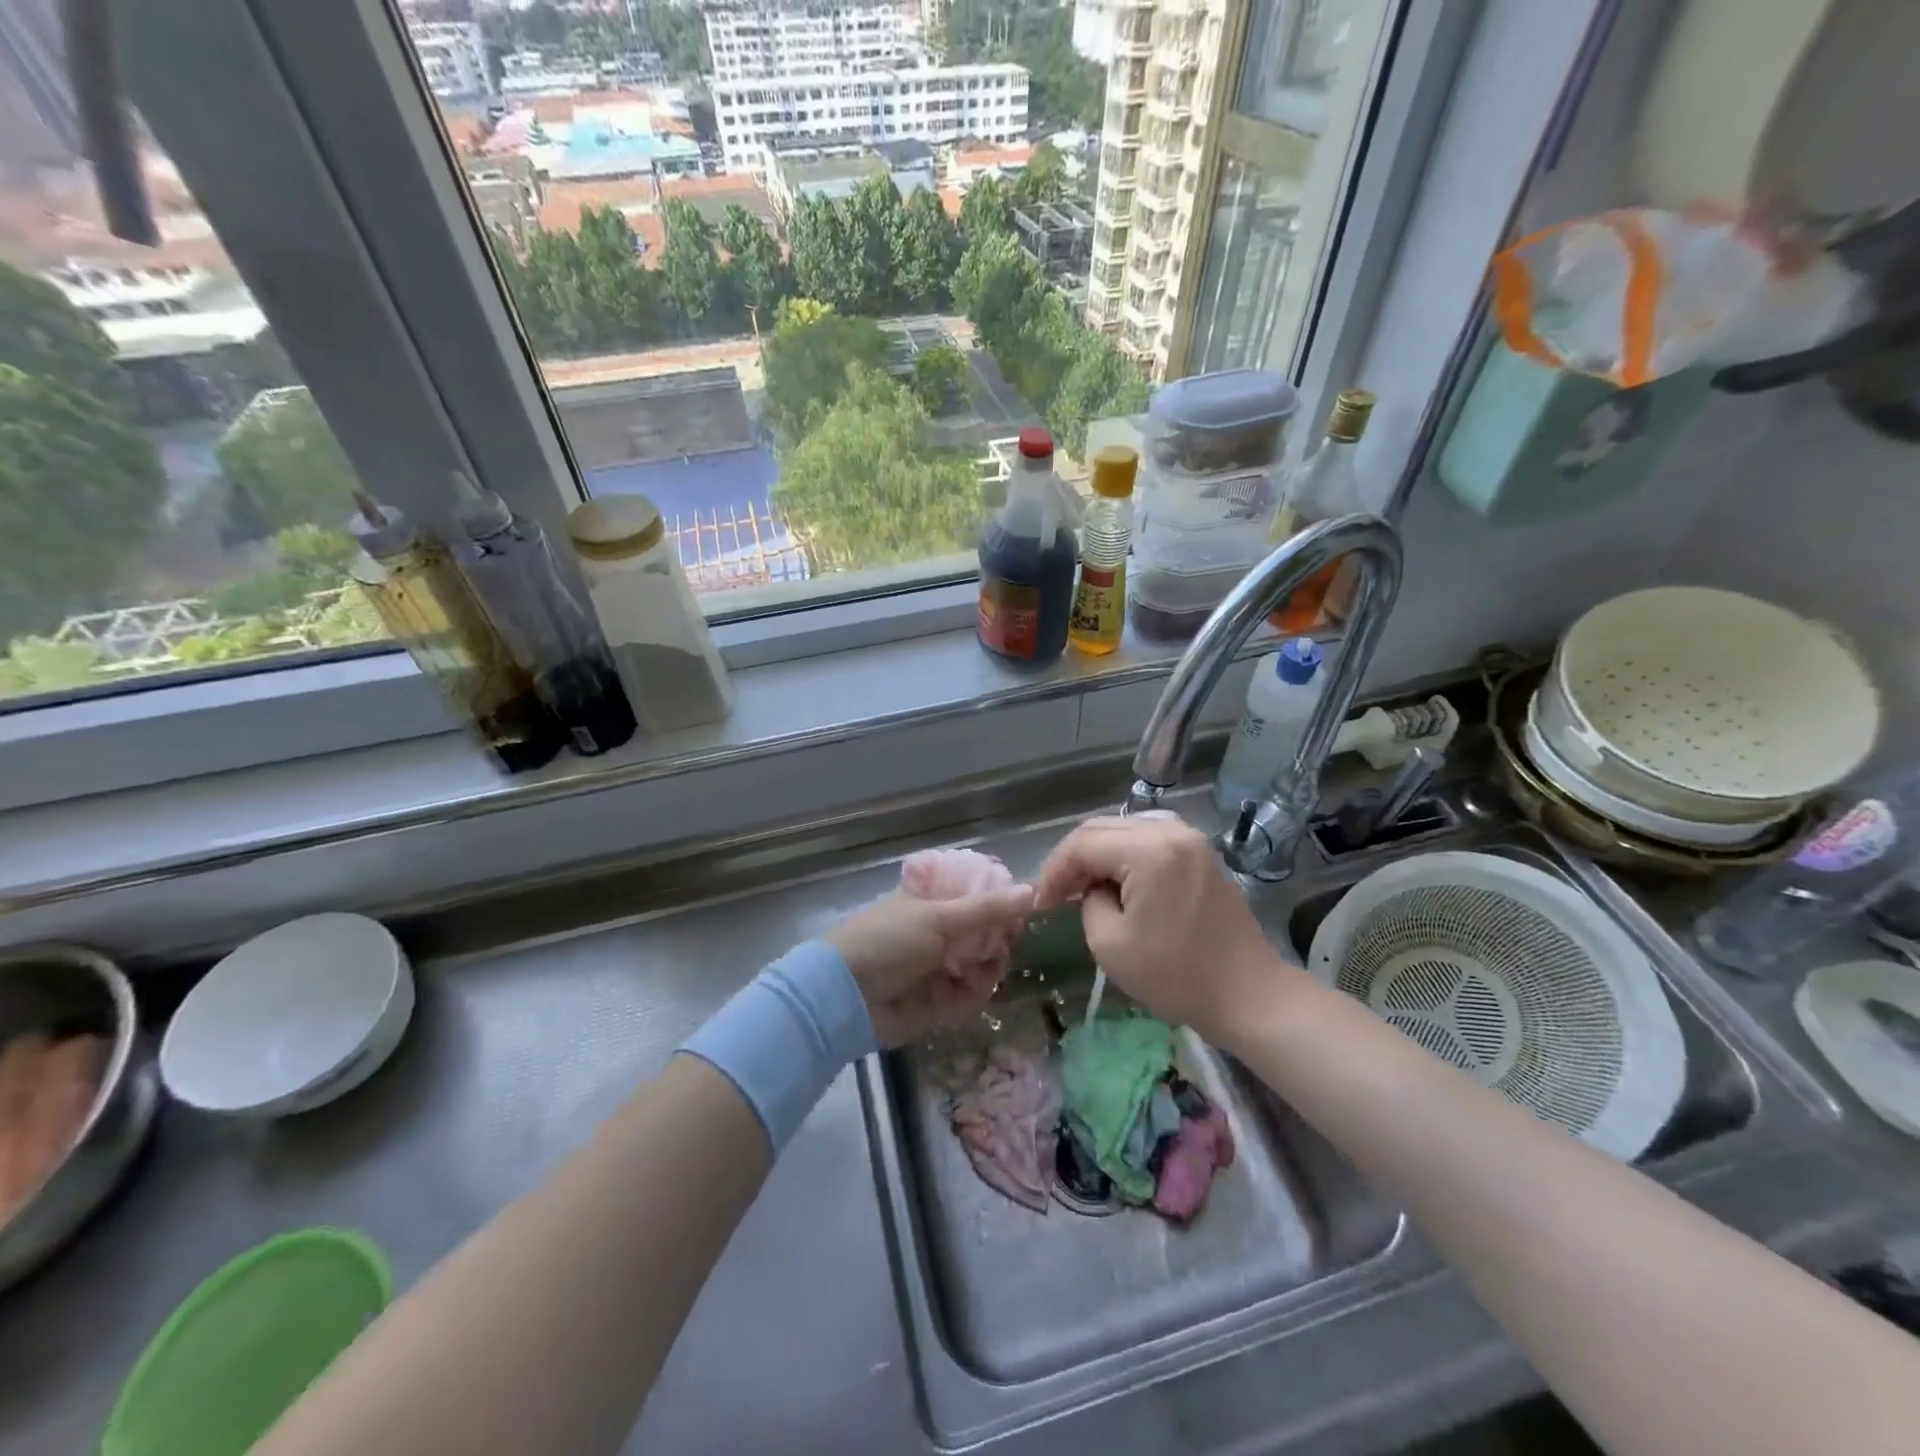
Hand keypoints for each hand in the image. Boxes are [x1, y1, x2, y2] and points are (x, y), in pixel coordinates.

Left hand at [828, 884, 1034, 1046]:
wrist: (847, 998)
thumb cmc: (889, 942)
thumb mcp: (939, 918)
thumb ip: (987, 908)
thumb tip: (1032, 890)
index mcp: (932, 901)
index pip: (976, 893)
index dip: (999, 899)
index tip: (1021, 905)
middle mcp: (940, 931)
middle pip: (987, 930)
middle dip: (999, 936)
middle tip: (1006, 939)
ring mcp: (941, 966)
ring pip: (985, 962)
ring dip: (989, 964)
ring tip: (983, 966)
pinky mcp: (942, 1001)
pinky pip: (974, 993)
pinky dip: (976, 991)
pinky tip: (969, 988)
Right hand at [1031, 813, 1292, 1039]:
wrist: (1248, 995)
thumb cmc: (1176, 975)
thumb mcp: (1110, 943)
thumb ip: (1089, 901)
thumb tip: (1095, 888)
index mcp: (1148, 850)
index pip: (1082, 844)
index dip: (1054, 870)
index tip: (1040, 903)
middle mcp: (1171, 831)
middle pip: (1102, 828)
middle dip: (1073, 859)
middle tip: (1055, 894)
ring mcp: (1191, 839)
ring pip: (1125, 829)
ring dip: (1098, 854)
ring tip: (1084, 887)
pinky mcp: (1201, 854)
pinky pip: (1150, 839)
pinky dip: (1125, 854)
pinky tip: (1118, 881)